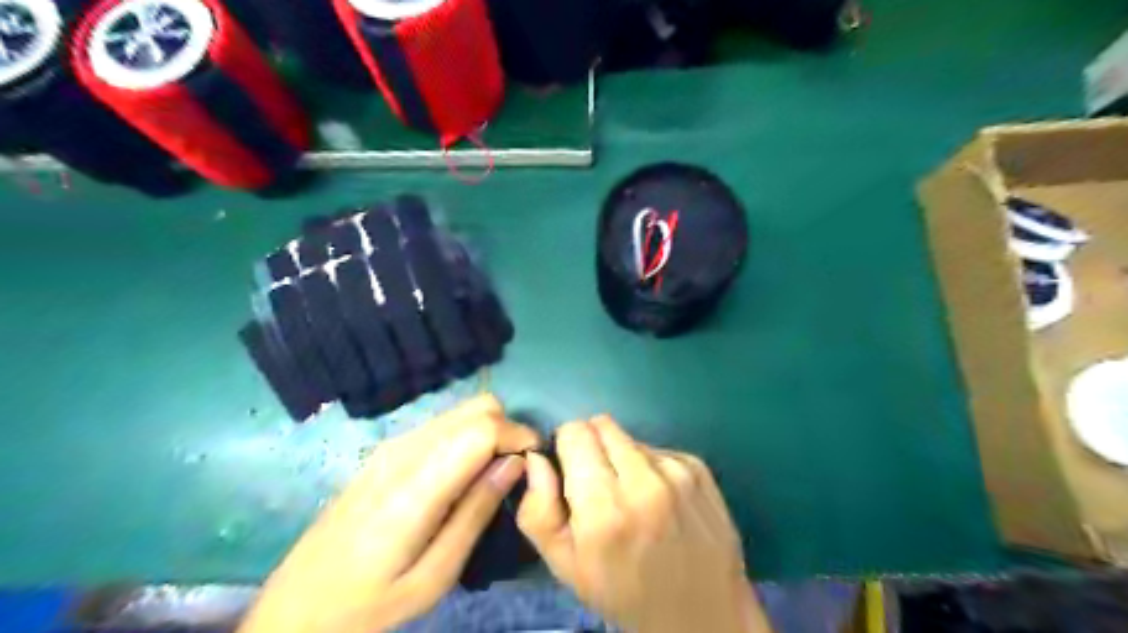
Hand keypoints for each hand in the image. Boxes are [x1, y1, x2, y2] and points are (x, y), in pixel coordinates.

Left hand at [236, 394, 535, 629]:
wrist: (297, 607)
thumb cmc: (369, 605)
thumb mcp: (433, 576)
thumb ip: (476, 513)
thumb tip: (515, 465)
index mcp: (416, 487)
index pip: (481, 428)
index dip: (518, 435)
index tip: (535, 461)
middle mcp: (404, 451)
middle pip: (476, 407)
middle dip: (508, 428)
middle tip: (516, 468)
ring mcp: (392, 446)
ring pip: (460, 411)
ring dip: (489, 430)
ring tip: (494, 472)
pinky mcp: (386, 450)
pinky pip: (442, 424)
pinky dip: (467, 435)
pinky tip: (464, 473)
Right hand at [517, 415, 765, 632]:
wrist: (701, 613)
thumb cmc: (623, 592)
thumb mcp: (565, 564)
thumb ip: (537, 509)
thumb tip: (536, 457)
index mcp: (604, 508)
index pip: (575, 432)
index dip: (566, 447)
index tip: (571, 471)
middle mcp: (644, 481)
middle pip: (602, 426)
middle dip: (592, 447)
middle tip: (600, 486)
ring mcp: (677, 471)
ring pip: (631, 438)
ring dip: (623, 459)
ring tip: (633, 499)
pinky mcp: (699, 468)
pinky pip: (659, 449)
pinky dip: (651, 467)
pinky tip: (660, 501)